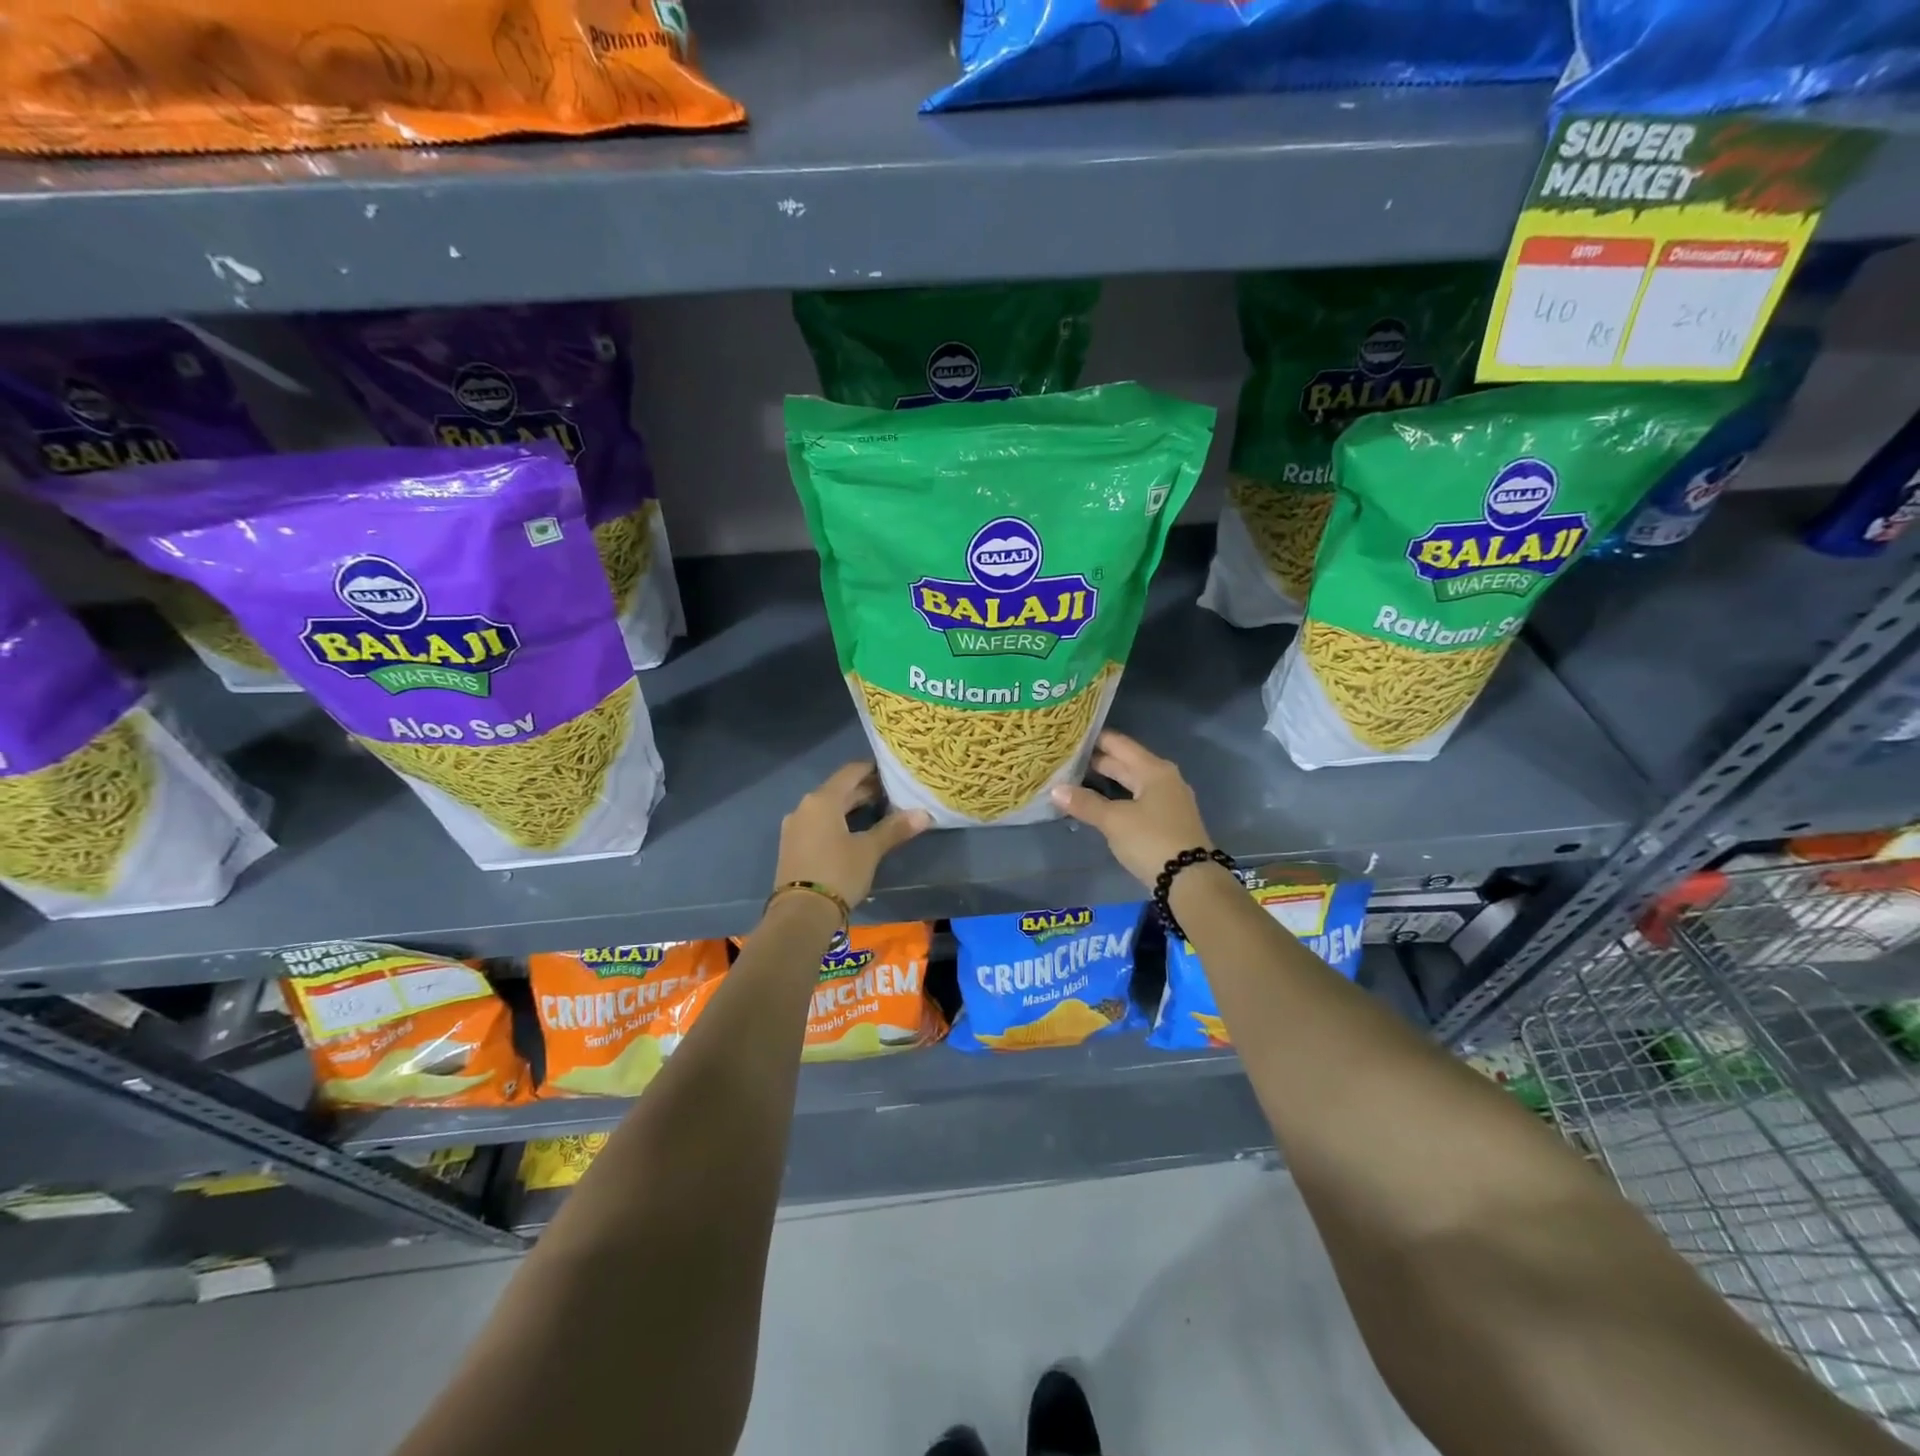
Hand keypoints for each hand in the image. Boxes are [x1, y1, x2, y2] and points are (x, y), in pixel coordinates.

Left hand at [774, 763, 931, 908]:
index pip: (851, 771)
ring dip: (851, 806)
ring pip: (828, 807)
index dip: (873, 769)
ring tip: (879, 811)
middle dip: (865, 790)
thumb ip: (894, 829)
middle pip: (839, 789)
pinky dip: (837, 821)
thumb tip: (924, 814)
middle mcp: (805, 806)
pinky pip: (818, 823)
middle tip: (893, 793)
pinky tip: (854, 832)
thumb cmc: (838, 873)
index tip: (893, 771)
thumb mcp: (869, 850)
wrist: (800, 913)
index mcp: (823, 800)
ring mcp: (795, 826)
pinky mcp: (792, 845)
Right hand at [1051, 731, 1213, 888]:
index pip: (1118, 744)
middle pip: (1125, 762)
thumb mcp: (1114, 821)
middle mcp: (1163, 778)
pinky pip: (1135, 799)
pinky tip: (1098, 804)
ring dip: (1105, 781)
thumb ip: (1085, 803)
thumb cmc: (1152, 840)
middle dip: (1096, 761)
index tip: (1069, 735)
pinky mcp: (1166, 820)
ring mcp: (1167, 800)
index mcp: (1154, 770)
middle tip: (1064, 758)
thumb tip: (1055, 790)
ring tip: (1074, 779)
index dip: (1094, 739)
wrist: (1190, 880)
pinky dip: (1116, 797)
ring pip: (1130, 782)